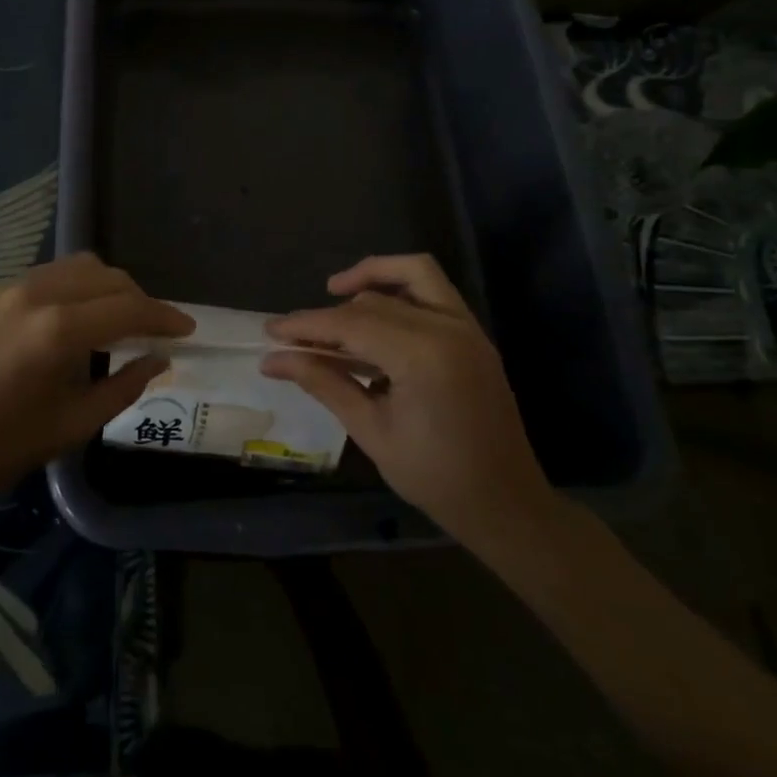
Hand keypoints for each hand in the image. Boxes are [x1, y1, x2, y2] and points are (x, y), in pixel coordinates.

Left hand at [0, 253, 193, 506]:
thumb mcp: (72, 425)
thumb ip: (124, 386)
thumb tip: (158, 359)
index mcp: (60, 329)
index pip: (130, 308)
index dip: (165, 317)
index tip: (187, 329)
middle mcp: (38, 293)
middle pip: (108, 277)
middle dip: (139, 299)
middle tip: (153, 330)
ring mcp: (12, 286)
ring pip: (80, 266)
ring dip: (109, 287)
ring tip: (117, 320)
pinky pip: (51, 274)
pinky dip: (77, 287)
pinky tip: (76, 318)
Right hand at [263, 254, 556, 544]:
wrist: (506, 503)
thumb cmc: (435, 478)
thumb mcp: (371, 431)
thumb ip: (324, 383)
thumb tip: (274, 360)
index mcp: (423, 356)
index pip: (351, 324)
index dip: (306, 324)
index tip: (270, 331)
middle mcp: (448, 328)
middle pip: (374, 300)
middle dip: (330, 315)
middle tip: (296, 339)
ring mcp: (466, 327)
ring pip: (413, 273)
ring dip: (371, 277)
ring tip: (335, 293)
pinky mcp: (473, 333)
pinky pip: (433, 290)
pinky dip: (401, 287)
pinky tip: (374, 311)